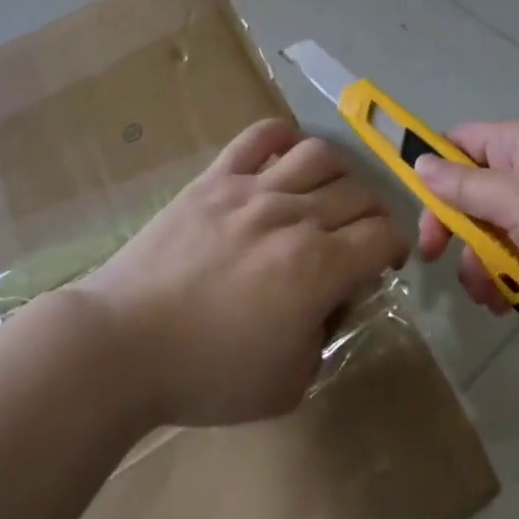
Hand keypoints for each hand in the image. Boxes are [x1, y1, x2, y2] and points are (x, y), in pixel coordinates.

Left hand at [77, 117, 407, 426]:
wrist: (124, 344)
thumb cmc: (207, 374)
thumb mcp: (290, 382)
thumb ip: (325, 334)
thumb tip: (333, 294)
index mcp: (317, 267)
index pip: (383, 236)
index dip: (394, 247)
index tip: (382, 263)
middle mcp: (292, 216)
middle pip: (358, 192)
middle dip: (373, 214)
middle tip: (358, 236)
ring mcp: (251, 189)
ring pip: (319, 154)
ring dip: (339, 173)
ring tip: (327, 195)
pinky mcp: (214, 178)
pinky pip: (258, 136)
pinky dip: (283, 136)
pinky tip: (286, 156)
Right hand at [414, 119, 518, 325]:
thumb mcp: (516, 199)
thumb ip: (463, 186)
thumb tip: (420, 162)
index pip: (460, 143)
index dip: (433, 168)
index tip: (417, 205)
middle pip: (474, 194)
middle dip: (456, 229)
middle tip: (438, 259)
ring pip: (497, 233)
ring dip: (483, 263)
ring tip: (487, 293)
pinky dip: (514, 279)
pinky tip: (509, 303)